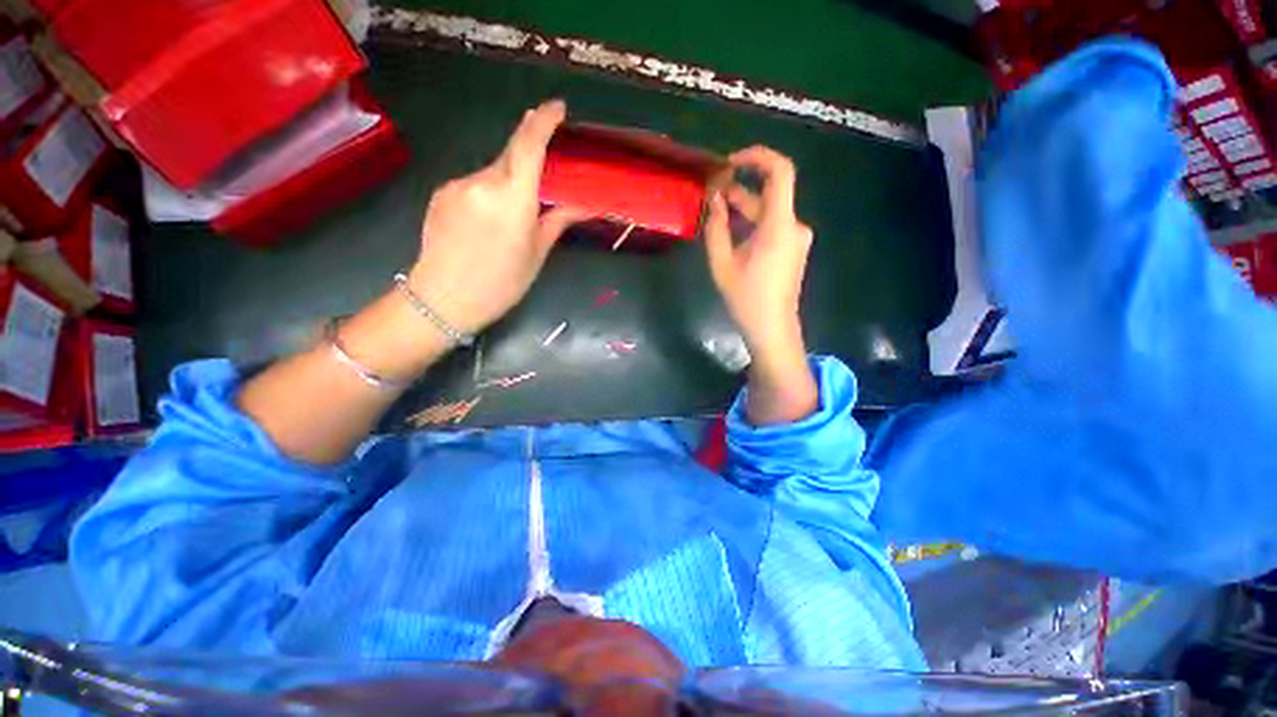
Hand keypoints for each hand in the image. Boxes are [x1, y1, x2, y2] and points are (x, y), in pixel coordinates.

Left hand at [407, 100, 589, 333]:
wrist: (443, 299)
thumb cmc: (500, 283)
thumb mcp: (536, 254)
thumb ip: (557, 221)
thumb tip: (584, 206)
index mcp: (512, 198)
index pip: (529, 145)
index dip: (544, 121)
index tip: (557, 108)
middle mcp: (482, 182)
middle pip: (510, 157)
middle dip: (528, 161)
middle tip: (542, 179)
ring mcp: (457, 185)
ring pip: (492, 173)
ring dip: (507, 185)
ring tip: (510, 220)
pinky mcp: (441, 193)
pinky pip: (474, 185)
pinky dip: (488, 195)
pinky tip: (487, 224)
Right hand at [704, 146, 817, 424]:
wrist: (772, 329)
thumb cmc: (746, 299)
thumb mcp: (722, 263)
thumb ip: (716, 227)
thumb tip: (714, 199)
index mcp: (780, 225)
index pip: (780, 171)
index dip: (757, 157)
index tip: (730, 162)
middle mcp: (794, 225)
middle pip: (769, 193)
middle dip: (740, 188)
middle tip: (710, 192)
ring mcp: (796, 238)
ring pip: (768, 211)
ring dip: (743, 207)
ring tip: (715, 210)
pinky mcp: (792, 249)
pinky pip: (771, 226)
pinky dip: (752, 222)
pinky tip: (730, 230)